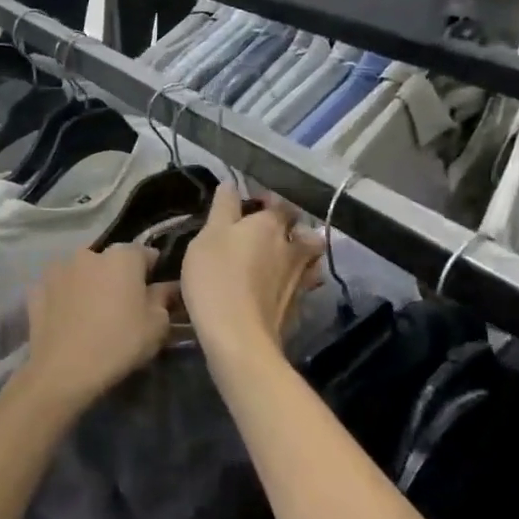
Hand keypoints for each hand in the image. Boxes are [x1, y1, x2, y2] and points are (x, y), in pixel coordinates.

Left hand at [21, 246, 174, 412]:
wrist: (64, 370)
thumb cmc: (119, 343)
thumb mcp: (157, 325)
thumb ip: (164, 298)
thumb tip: (165, 287)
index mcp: (121, 256)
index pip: (144, 253)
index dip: (152, 271)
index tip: (154, 291)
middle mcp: (87, 254)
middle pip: (110, 261)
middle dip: (117, 276)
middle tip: (122, 305)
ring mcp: (57, 269)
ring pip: (81, 272)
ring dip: (88, 284)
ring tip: (92, 313)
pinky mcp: (36, 289)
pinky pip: (58, 289)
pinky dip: (64, 298)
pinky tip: (68, 320)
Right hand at [182, 186, 323, 353]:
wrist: (238, 336)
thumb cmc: (216, 278)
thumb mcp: (208, 236)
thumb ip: (223, 208)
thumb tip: (231, 182)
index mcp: (270, 225)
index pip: (279, 204)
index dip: (268, 201)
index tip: (252, 204)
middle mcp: (293, 248)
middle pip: (306, 232)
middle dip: (295, 230)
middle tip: (274, 235)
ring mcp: (300, 280)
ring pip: (311, 261)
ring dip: (302, 257)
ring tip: (283, 262)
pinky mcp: (299, 308)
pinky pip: (303, 288)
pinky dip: (294, 285)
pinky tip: (279, 291)